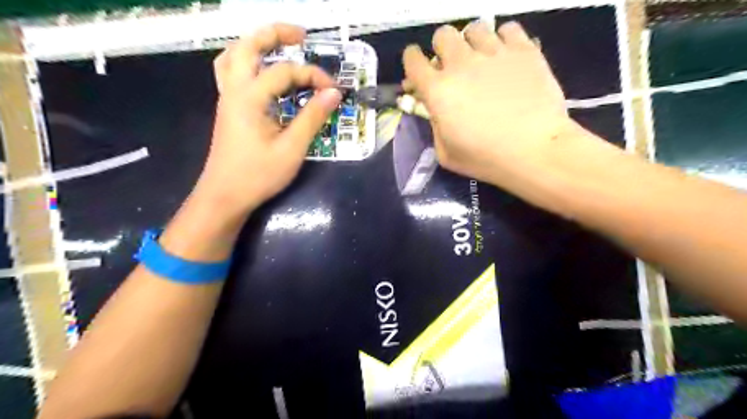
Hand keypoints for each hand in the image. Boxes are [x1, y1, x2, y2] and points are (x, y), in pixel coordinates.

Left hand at [194, 24, 341, 216]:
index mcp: (249, 97)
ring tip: (280, 47)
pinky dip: (248, 62)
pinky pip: (232, 72)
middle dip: (275, 34)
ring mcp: (227, 98)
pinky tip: (263, 73)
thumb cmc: (258, 175)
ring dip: (256, 44)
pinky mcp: (228, 108)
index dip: (313, 76)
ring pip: (233, 55)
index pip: (285, 72)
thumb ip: (313, 117)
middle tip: (301, 35)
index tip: (334, 90)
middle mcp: (233, 89)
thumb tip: (334, 93)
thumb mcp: (292, 148)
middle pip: (247, 45)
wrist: (225, 195)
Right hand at [407, 20, 580, 185]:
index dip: (412, 61)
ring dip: (472, 43)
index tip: (418, 69)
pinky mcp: (523, 50)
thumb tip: (437, 108)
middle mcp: (461, 64)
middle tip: (453, 67)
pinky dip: (503, 40)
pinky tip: (507, 57)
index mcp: (438, 90)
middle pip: (443, 35)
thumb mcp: (446, 153)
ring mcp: (494, 53)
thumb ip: (435, 125)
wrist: (534, 151)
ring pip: (475, 28)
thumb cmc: (486, 158)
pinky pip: (508, 29)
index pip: (413, 60)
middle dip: (442, 49)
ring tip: (482, 60)